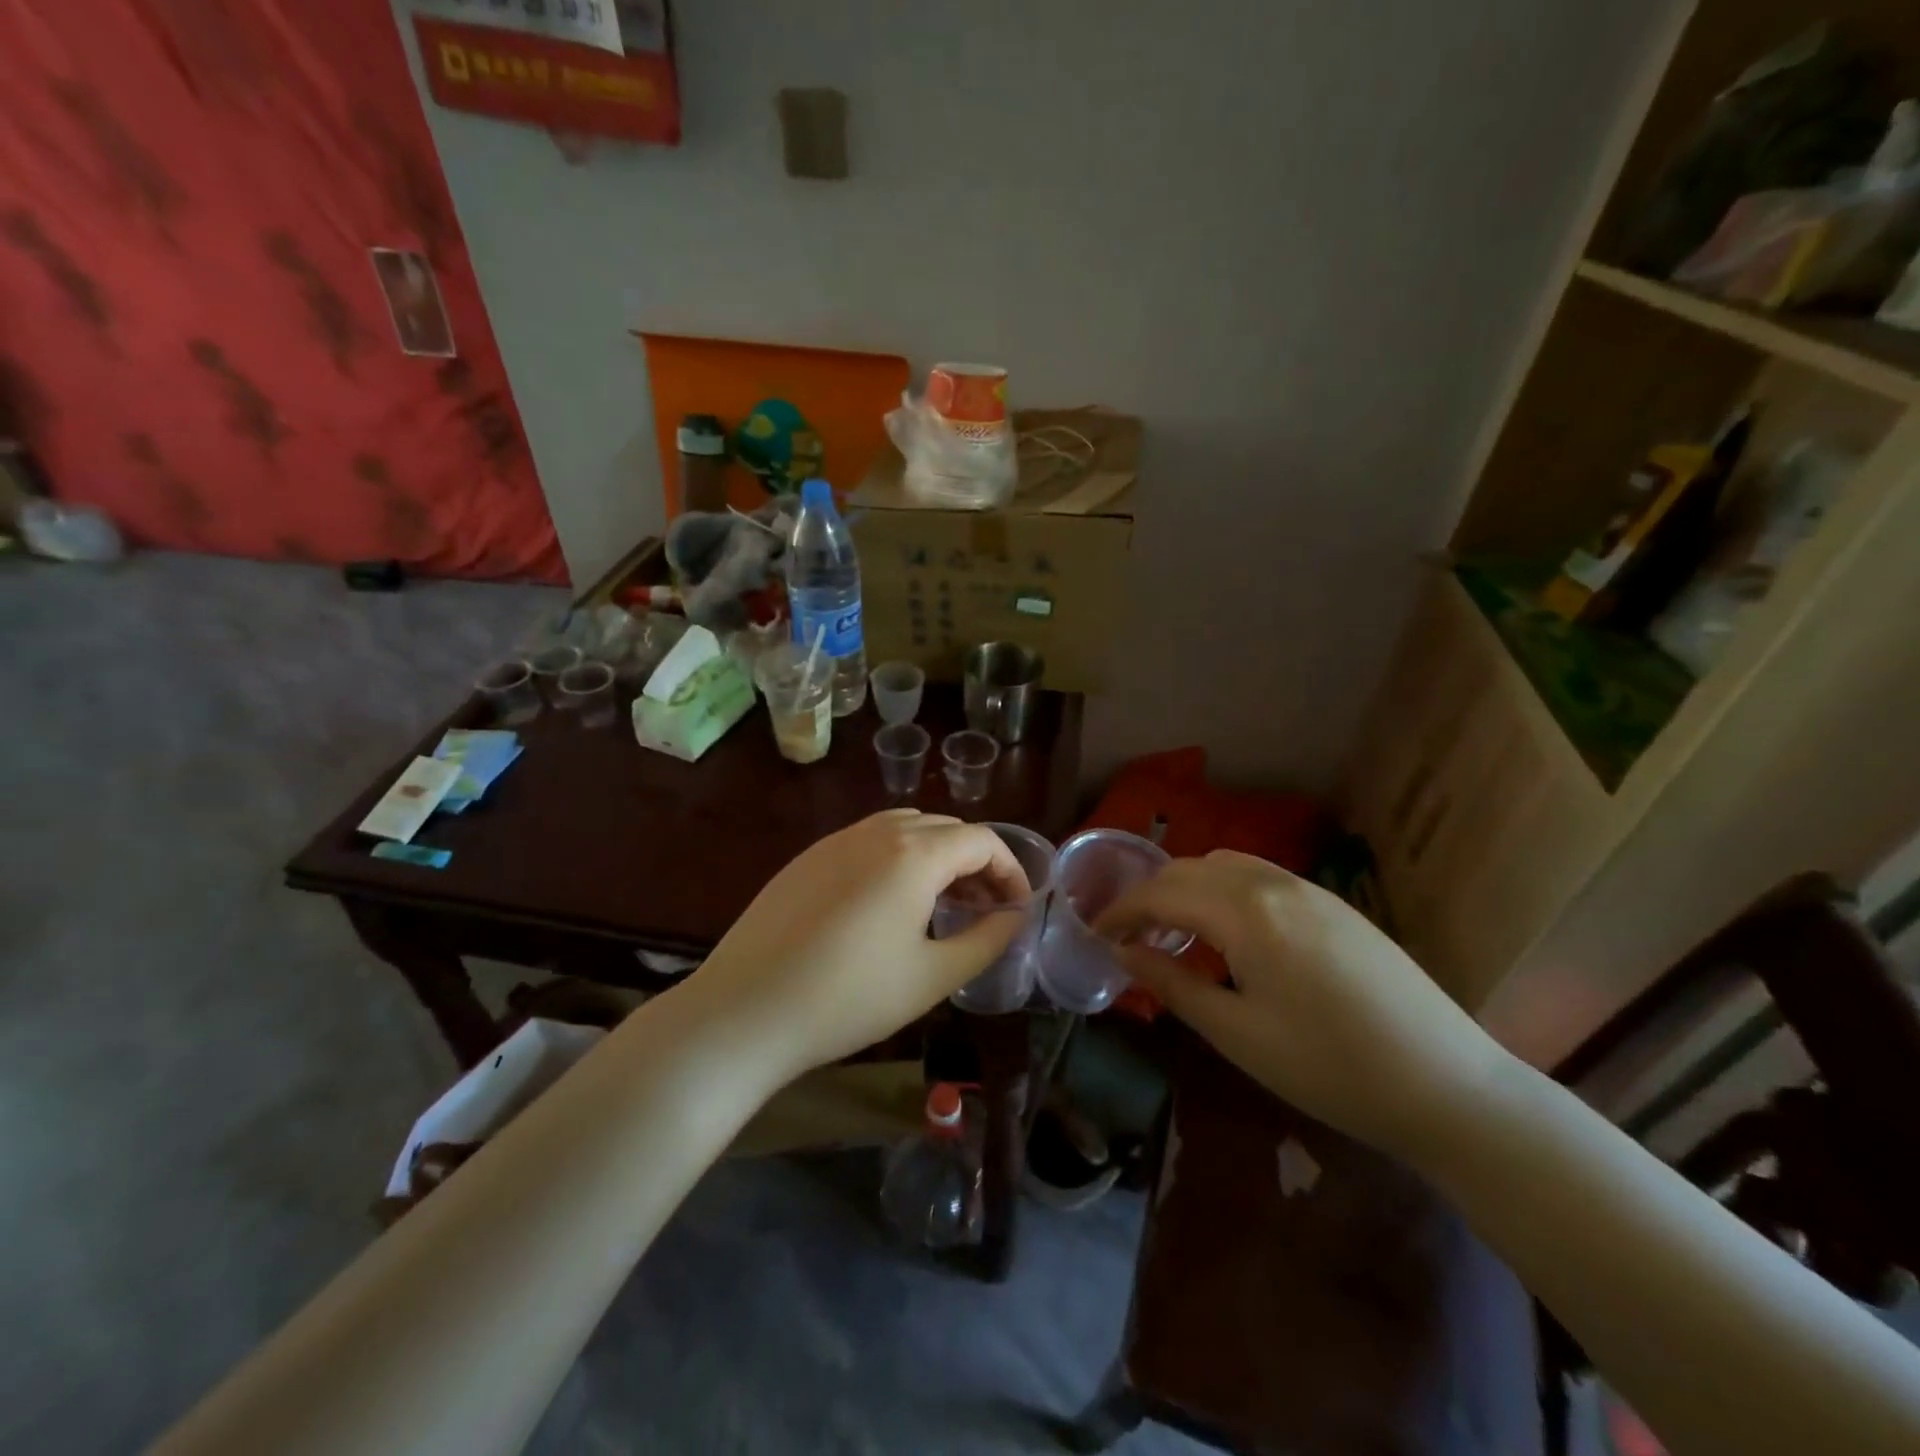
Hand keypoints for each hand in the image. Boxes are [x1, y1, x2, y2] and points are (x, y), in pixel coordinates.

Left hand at [681, 810, 1028, 1085]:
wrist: (745, 1011)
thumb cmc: (849, 998)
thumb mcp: (932, 977)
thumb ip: (985, 940)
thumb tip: (1013, 917)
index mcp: (914, 854)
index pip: (982, 840)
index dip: (1011, 870)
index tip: (1017, 908)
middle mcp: (876, 832)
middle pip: (945, 829)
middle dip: (976, 862)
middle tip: (984, 909)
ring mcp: (836, 840)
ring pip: (906, 828)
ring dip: (936, 856)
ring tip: (941, 903)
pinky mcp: (807, 858)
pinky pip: (868, 841)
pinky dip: (897, 858)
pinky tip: (888, 904)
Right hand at [1095, 851, 1513, 1155]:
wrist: (1449, 1086)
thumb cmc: (1330, 1068)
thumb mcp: (1237, 1034)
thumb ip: (1171, 983)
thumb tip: (1122, 952)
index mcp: (1246, 912)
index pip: (1161, 893)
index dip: (1120, 910)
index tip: (1094, 932)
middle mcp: (1274, 883)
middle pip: (1189, 869)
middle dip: (1149, 894)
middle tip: (1126, 934)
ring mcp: (1310, 889)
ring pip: (1225, 865)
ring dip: (1187, 886)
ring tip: (1173, 930)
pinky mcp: (1334, 904)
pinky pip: (1260, 876)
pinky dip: (1224, 889)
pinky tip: (1228, 931)